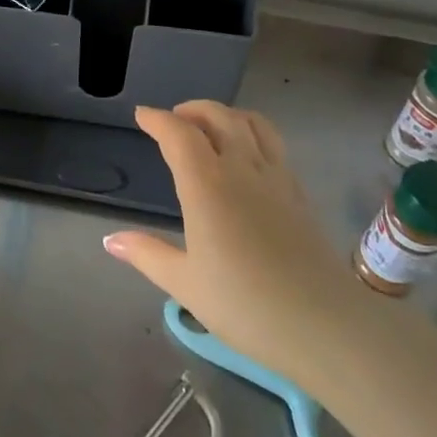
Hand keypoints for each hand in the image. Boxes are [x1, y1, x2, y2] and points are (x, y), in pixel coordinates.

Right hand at [104, 103, 367, 391]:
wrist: (326, 327)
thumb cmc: (246, 306)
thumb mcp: (185, 283)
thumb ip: (147, 254)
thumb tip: (110, 240)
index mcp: (207, 185)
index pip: (179, 134)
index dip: (157, 120)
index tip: (142, 116)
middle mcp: (242, 169)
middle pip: (219, 117)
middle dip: (192, 109)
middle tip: (174, 118)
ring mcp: (277, 179)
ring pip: (253, 124)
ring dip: (227, 114)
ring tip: (211, 127)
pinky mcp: (300, 194)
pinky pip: (274, 145)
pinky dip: (253, 134)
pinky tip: (247, 158)